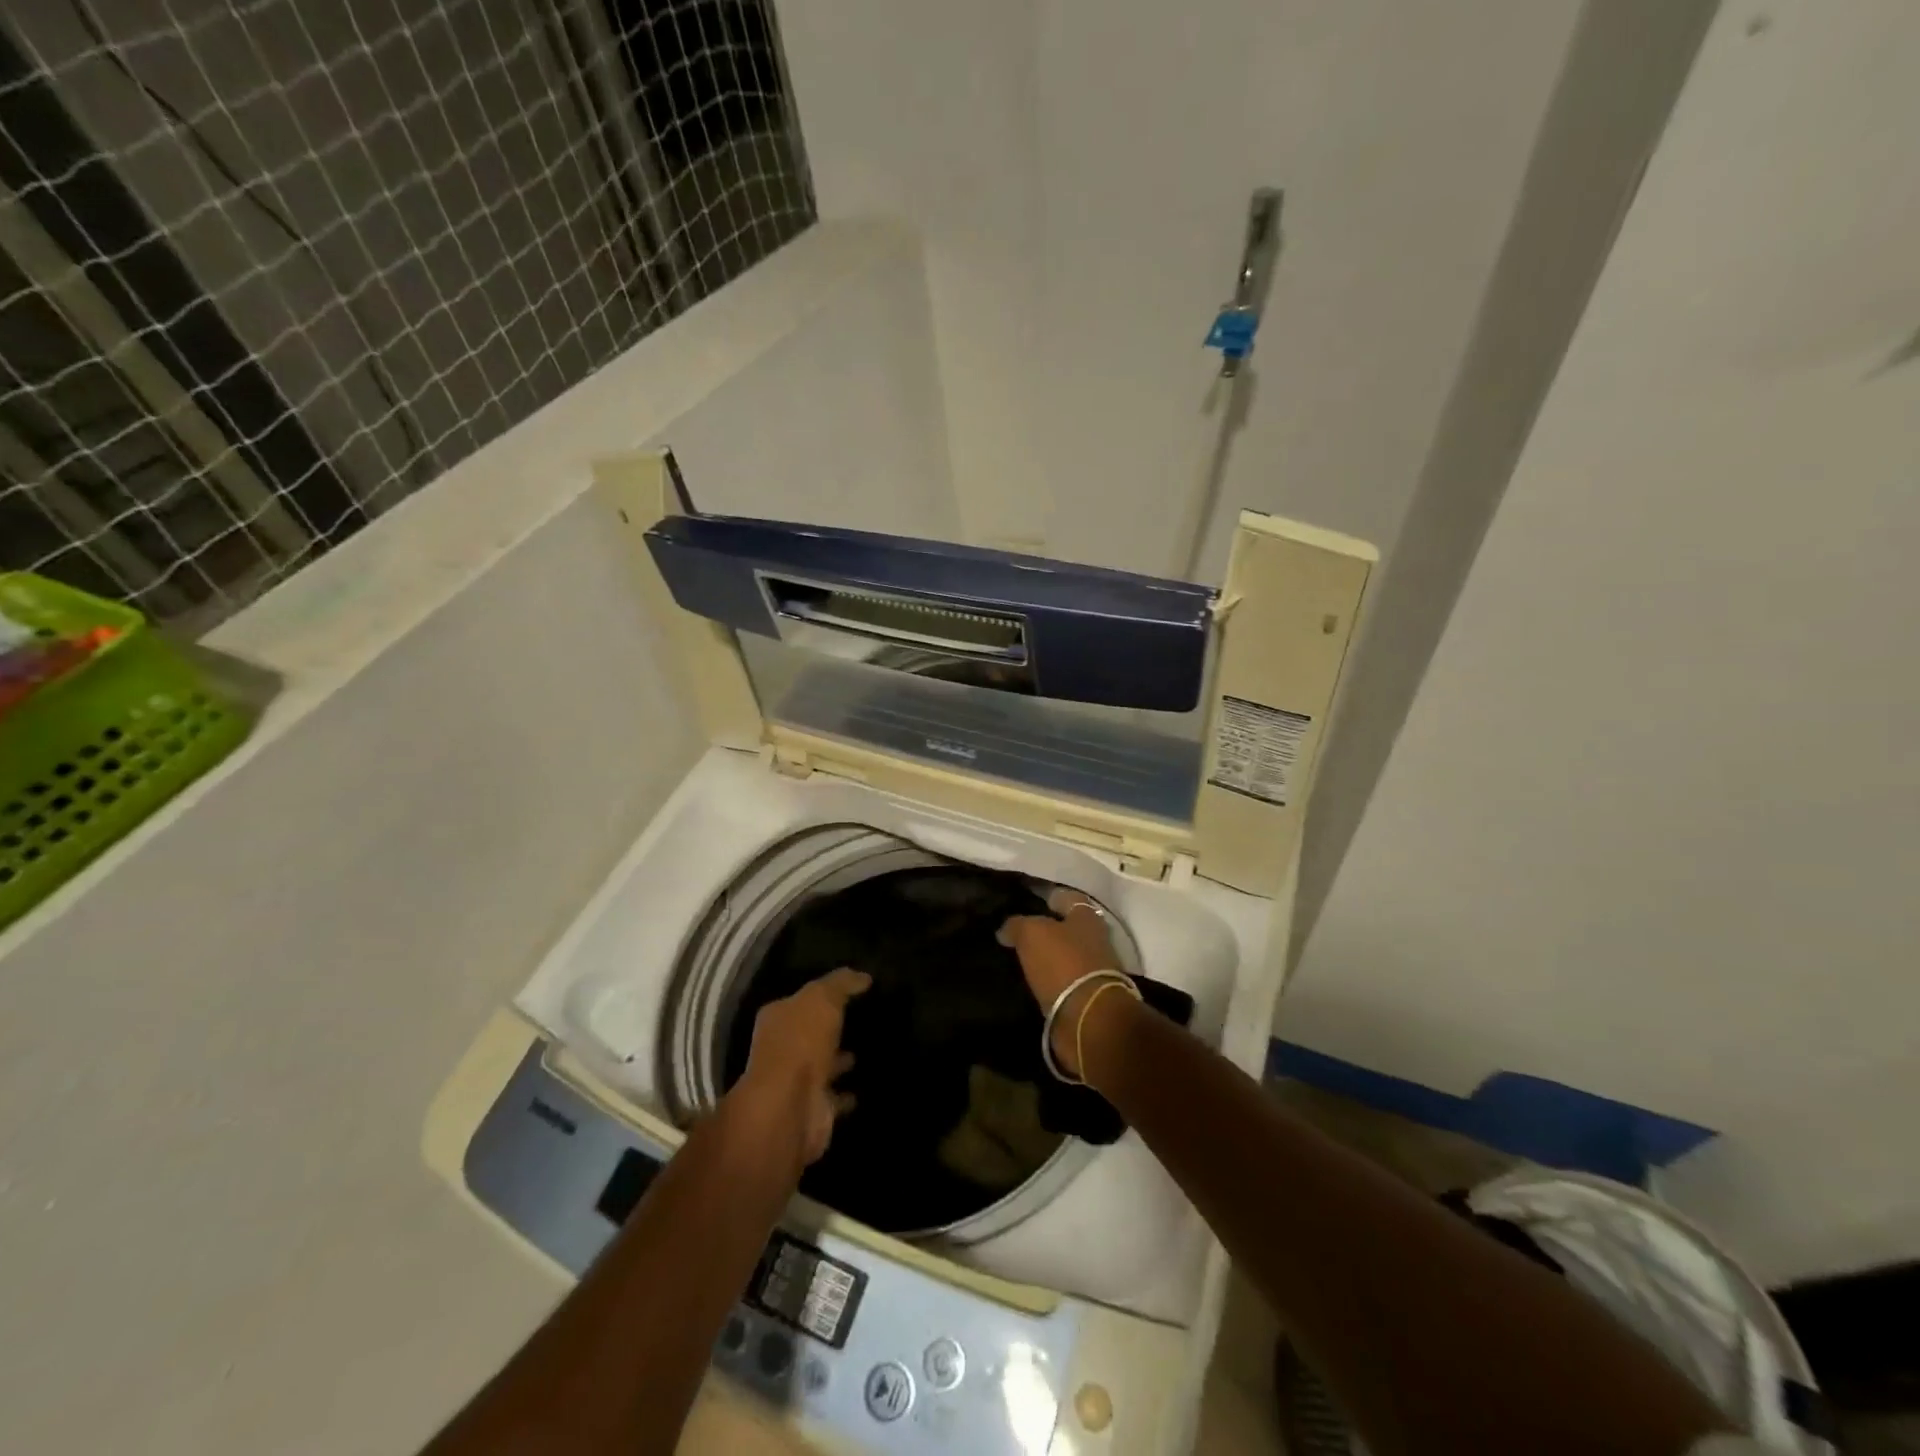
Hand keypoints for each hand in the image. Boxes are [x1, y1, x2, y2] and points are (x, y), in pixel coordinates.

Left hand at [733, 967, 869, 1165]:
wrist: (790, 1107)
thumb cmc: (801, 1042)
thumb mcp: (823, 998)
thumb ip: (842, 984)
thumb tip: (863, 976)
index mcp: (777, 1018)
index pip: (800, 1000)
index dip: (822, 994)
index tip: (850, 991)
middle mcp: (781, 1049)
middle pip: (809, 1033)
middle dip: (830, 1028)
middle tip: (862, 1019)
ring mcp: (795, 1082)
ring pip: (822, 1065)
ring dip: (839, 1060)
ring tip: (867, 1049)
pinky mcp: (812, 1109)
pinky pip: (834, 1097)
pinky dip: (847, 1094)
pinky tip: (866, 1085)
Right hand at [998, 887, 1125, 1077]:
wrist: (1088, 1018)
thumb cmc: (1063, 963)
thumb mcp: (1032, 934)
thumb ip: (1017, 925)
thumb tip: (1006, 929)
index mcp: (1087, 917)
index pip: (1067, 898)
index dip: (1047, 897)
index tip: (1026, 901)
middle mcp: (1095, 940)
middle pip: (1068, 928)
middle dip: (1046, 929)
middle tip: (1017, 933)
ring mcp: (1093, 970)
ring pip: (1064, 956)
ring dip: (1046, 957)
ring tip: (1018, 958)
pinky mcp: (1086, 998)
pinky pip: (1062, 982)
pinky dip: (1048, 981)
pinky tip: (1028, 982)